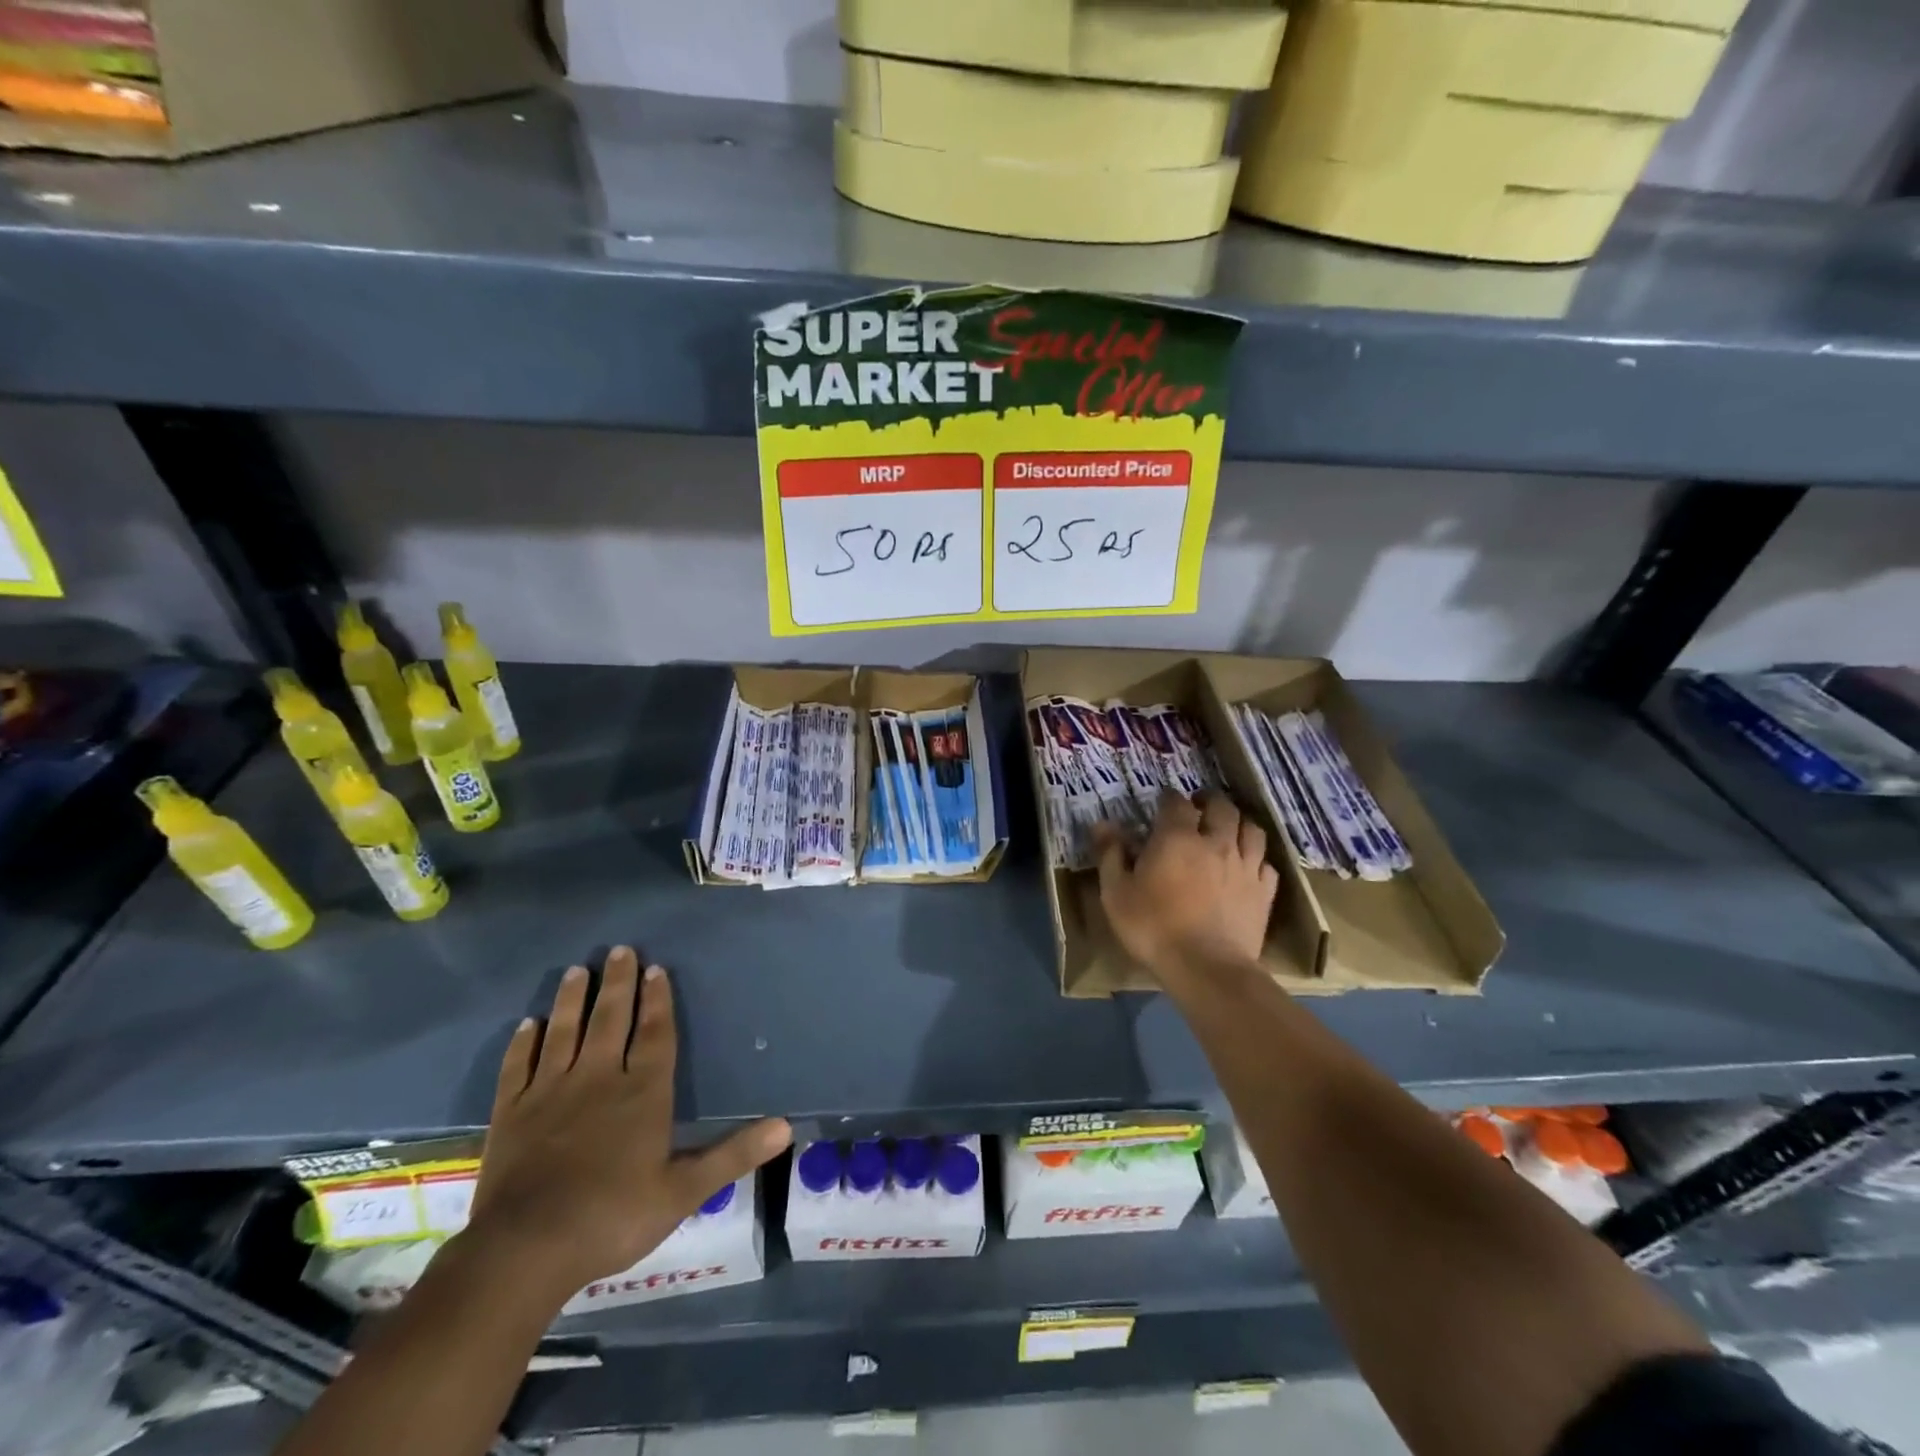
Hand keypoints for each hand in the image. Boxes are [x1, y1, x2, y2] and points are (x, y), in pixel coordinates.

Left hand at [467, 946, 790, 1299]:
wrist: (525, 1250)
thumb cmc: (613, 1217)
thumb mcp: (684, 1192)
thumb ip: (733, 1154)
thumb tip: (787, 1127)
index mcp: (642, 1092)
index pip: (654, 1033)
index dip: (657, 1000)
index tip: (656, 969)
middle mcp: (599, 1078)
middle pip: (610, 1019)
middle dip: (617, 983)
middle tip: (619, 950)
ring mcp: (551, 1092)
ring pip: (565, 1032)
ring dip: (572, 999)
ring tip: (577, 970)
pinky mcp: (513, 1112)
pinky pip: (519, 1066)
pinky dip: (524, 1043)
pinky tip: (528, 1024)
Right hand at [1095, 792, 1277, 979]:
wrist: (1207, 968)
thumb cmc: (1153, 927)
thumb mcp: (1116, 892)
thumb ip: (1110, 854)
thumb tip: (1101, 824)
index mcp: (1176, 837)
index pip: (1176, 802)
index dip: (1169, 798)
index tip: (1162, 801)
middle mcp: (1215, 842)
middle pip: (1222, 807)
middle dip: (1210, 801)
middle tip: (1199, 806)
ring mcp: (1244, 866)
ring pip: (1252, 829)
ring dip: (1239, 823)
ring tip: (1228, 828)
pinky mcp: (1264, 892)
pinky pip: (1266, 864)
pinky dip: (1256, 858)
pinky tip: (1248, 866)